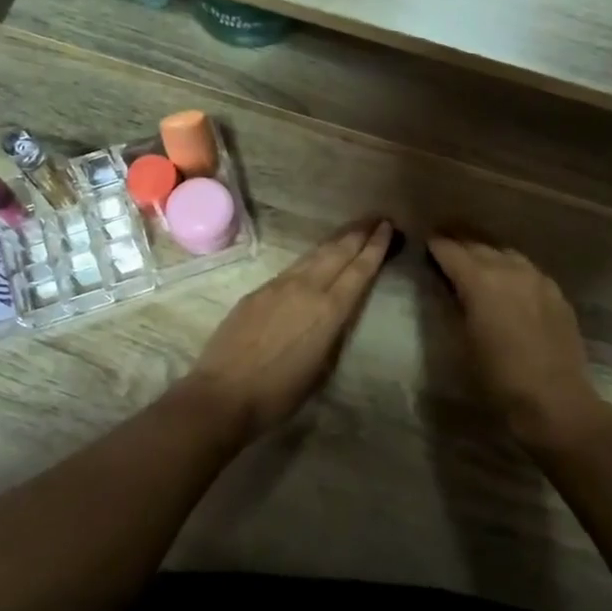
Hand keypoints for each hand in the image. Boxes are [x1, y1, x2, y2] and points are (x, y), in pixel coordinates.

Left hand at [185, 220, 393, 436]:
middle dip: (359, 233)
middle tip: (376, 217)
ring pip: (314, 255)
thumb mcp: (322, 366)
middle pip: (338, 252)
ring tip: (351, 230)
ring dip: (336, 240)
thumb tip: (337, 311)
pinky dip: (311, 257)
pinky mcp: (258, 291)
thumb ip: (333, 331)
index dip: (375, 247)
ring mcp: (278, 286)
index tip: (387, 227)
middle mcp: (307, 288)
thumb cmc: (280, 393)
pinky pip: (292, 267)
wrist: (224, 393)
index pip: (359, 270)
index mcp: (329, 311)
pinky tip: (314, 258)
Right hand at [426, 236, 611, 451]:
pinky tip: (508, 280)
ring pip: (506, 253)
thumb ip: (453, 307)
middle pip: (479, 246)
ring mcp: (537, 278)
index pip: (451, 251)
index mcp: (480, 280)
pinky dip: (511, 268)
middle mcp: (510, 270)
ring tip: (475, 258)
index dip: (436, 245)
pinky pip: (528, 270)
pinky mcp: (556, 293)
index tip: (426, 241)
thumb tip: (449, 289)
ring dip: (487, 252)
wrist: (553, 400)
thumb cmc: (497, 377)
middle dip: (459, 242)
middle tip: (445, 242)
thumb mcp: (461, 342)